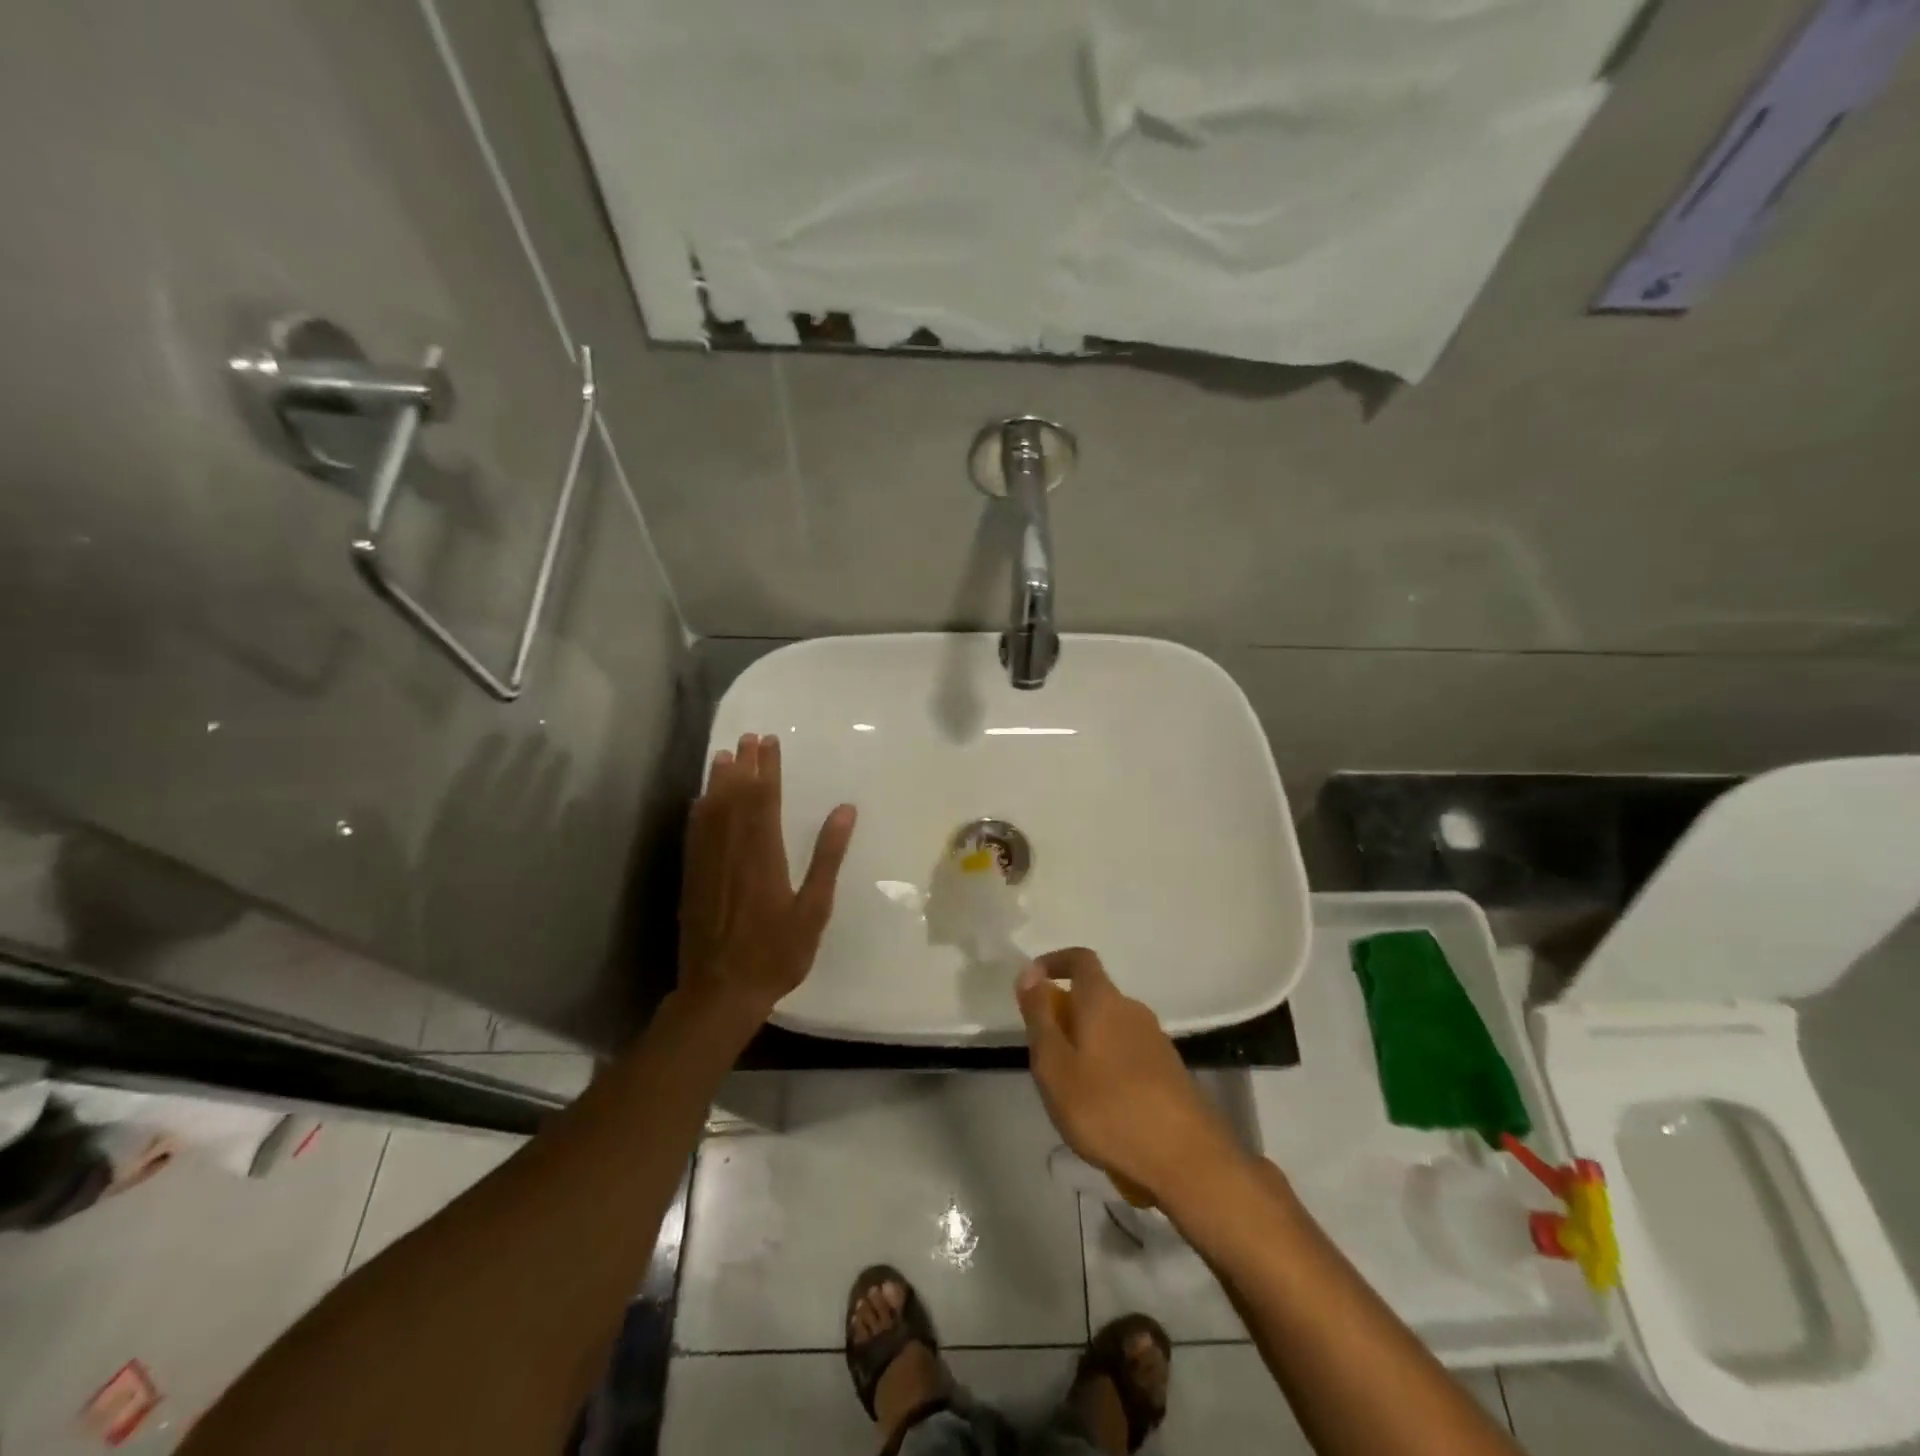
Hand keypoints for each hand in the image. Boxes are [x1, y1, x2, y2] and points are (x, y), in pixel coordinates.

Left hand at [677, 733, 855, 1029]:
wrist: (720, 991)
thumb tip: (845, 810)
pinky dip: (699, 811)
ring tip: (724, 755)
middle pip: (736, 797)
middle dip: (744, 765)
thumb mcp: (814, 908)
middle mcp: (732, 850)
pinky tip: (700, 801)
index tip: (770, 742)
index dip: (768, 768)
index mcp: (764, 854)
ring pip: (712, 811)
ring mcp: (708, 864)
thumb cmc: (777, 953)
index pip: (766, 799)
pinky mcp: (693, 879)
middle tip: (748, 737)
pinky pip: (695, 834)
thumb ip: (827, 857)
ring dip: (719, 780)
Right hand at [1015, 948, 1242, 1201]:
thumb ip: (1040, 1017)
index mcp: (1104, 1001)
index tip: (1032, 983)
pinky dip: (1108, 1066)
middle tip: (1044, 1055)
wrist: (1187, 1160)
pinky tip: (1103, 1108)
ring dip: (1086, 1044)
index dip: (1054, 962)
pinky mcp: (1169, 1071)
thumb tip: (1028, 973)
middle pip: (1094, 997)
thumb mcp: (1055, 1066)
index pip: (1080, 959)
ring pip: (1111, 1028)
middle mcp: (1133, 1010)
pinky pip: (1128, 1053)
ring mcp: (1156, 1040)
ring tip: (1070, 1089)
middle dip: (1066, 1015)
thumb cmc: (1108, 1108)